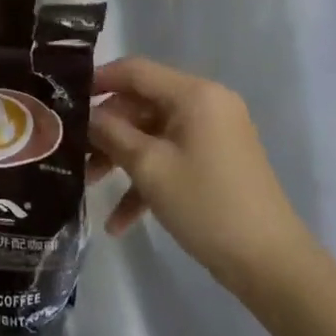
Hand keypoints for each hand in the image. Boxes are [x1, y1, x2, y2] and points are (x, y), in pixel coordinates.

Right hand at [89, 58, 313, 297]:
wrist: (271, 265)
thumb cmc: (207, 204)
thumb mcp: (149, 167)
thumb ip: (111, 133)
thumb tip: (83, 116)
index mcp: (194, 94)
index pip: (135, 70)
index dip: (97, 80)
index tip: (64, 99)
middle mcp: (206, 105)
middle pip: (141, 103)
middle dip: (106, 129)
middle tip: (72, 151)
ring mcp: (212, 134)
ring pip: (152, 134)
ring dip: (121, 157)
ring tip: (87, 185)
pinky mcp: (214, 162)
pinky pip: (171, 158)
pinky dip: (146, 181)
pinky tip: (119, 222)